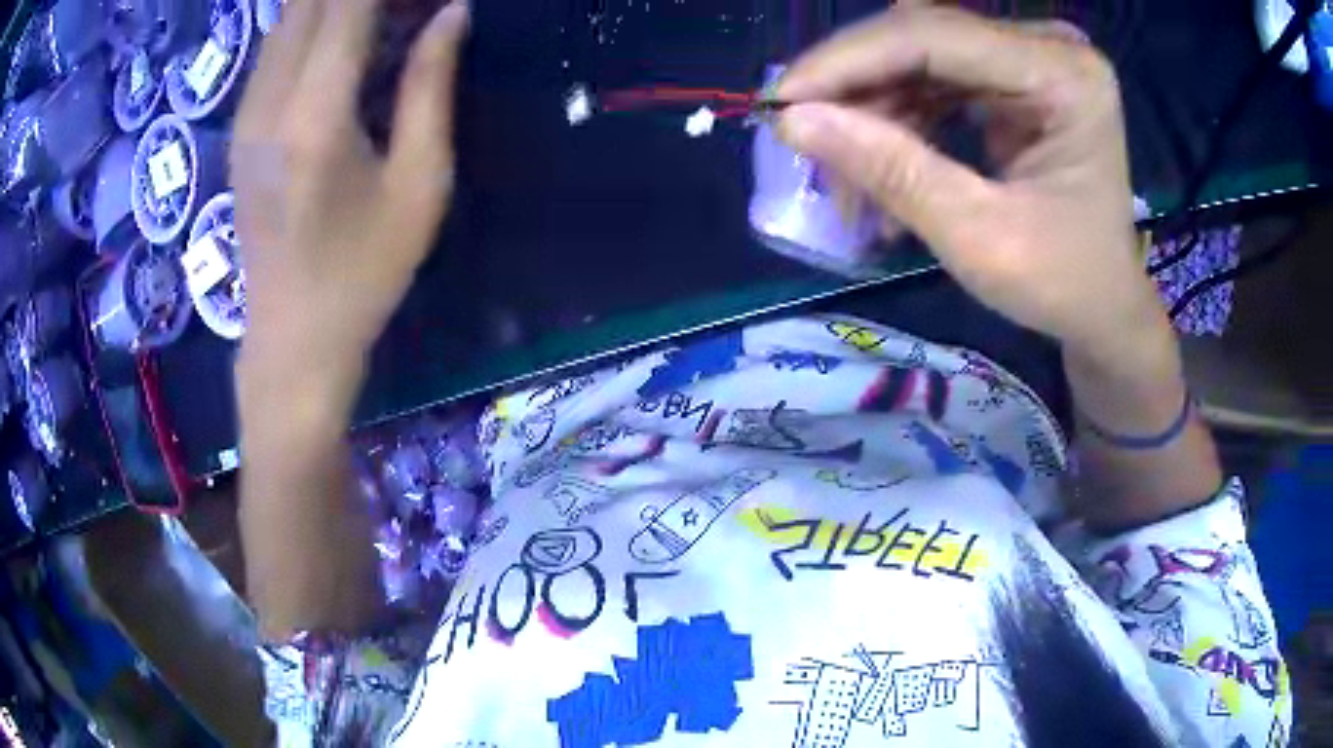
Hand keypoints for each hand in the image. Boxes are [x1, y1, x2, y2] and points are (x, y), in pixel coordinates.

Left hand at [231, 0, 468, 397]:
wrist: (291, 339)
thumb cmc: (364, 273)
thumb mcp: (419, 185)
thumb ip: (431, 87)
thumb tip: (452, 13)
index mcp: (315, 116)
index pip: (346, 6)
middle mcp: (269, 102)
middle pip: (307, 3)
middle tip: (405, 6)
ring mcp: (245, 115)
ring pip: (286, 19)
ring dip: (333, 5)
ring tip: (383, 15)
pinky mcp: (239, 128)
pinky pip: (273, 49)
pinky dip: (311, 25)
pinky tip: (346, 40)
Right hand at [775, 5, 1165, 358]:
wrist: (1104, 307)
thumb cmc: (1063, 286)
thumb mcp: (980, 239)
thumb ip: (893, 171)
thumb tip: (792, 121)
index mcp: (1064, 76)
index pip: (934, 36)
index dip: (848, 61)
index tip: (779, 102)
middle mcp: (1049, 49)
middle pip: (923, 37)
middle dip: (856, 87)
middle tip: (800, 136)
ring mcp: (1031, 58)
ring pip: (919, 57)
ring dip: (873, 109)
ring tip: (846, 177)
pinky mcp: (1014, 76)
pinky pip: (934, 78)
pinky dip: (899, 119)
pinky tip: (879, 164)